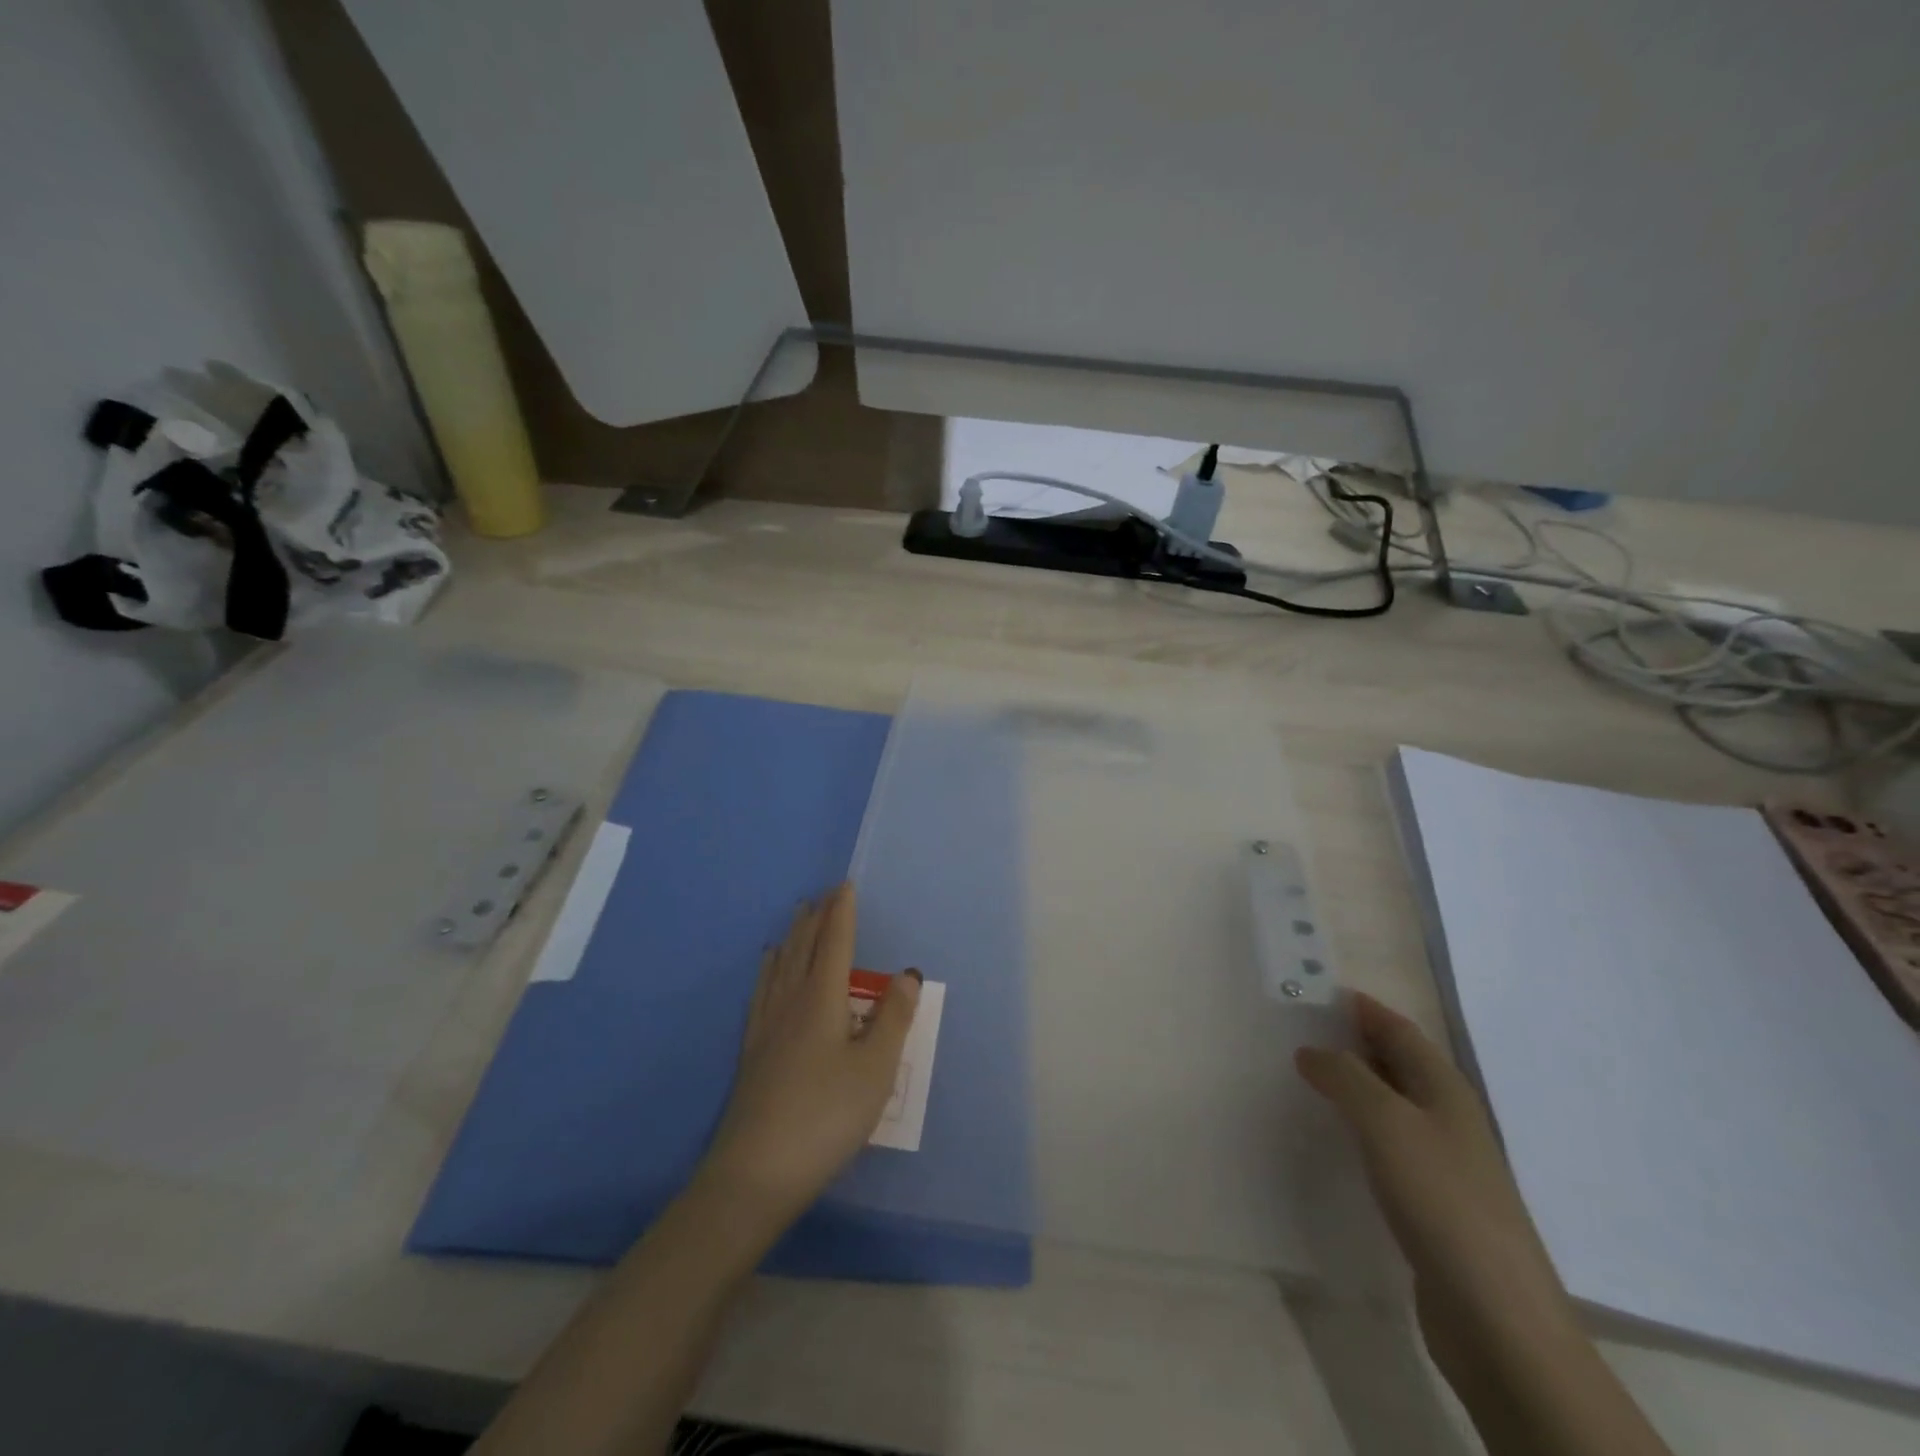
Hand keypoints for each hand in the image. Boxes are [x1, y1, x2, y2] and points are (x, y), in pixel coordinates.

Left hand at [701, 885, 920, 1222]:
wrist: (756, 1172)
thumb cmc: (827, 1116)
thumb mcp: (875, 1068)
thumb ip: (893, 1018)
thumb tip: (907, 973)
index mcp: (822, 999)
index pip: (835, 942)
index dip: (842, 913)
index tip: (845, 886)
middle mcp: (791, 1001)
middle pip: (804, 947)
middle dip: (817, 918)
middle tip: (825, 894)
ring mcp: (767, 1025)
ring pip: (781, 965)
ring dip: (793, 936)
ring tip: (799, 916)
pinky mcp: (752, 1050)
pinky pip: (762, 989)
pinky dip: (769, 967)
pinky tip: (767, 966)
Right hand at [1296, 993, 1578, 1383]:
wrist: (1496, 1316)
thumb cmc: (1441, 1200)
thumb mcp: (1385, 1122)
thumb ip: (1344, 1076)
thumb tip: (1311, 1050)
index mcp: (1444, 1089)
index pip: (1398, 1029)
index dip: (1360, 1008)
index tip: (1314, 992)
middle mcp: (1447, 1117)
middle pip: (1396, 1063)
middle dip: (1352, 1042)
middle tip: (1296, 1031)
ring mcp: (1443, 1162)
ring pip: (1390, 1104)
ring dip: (1352, 1086)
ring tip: (1303, 1079)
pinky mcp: (1431, 1202)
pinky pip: (1387, 1145)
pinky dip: (1357, 1128)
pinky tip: (1332, 1139)